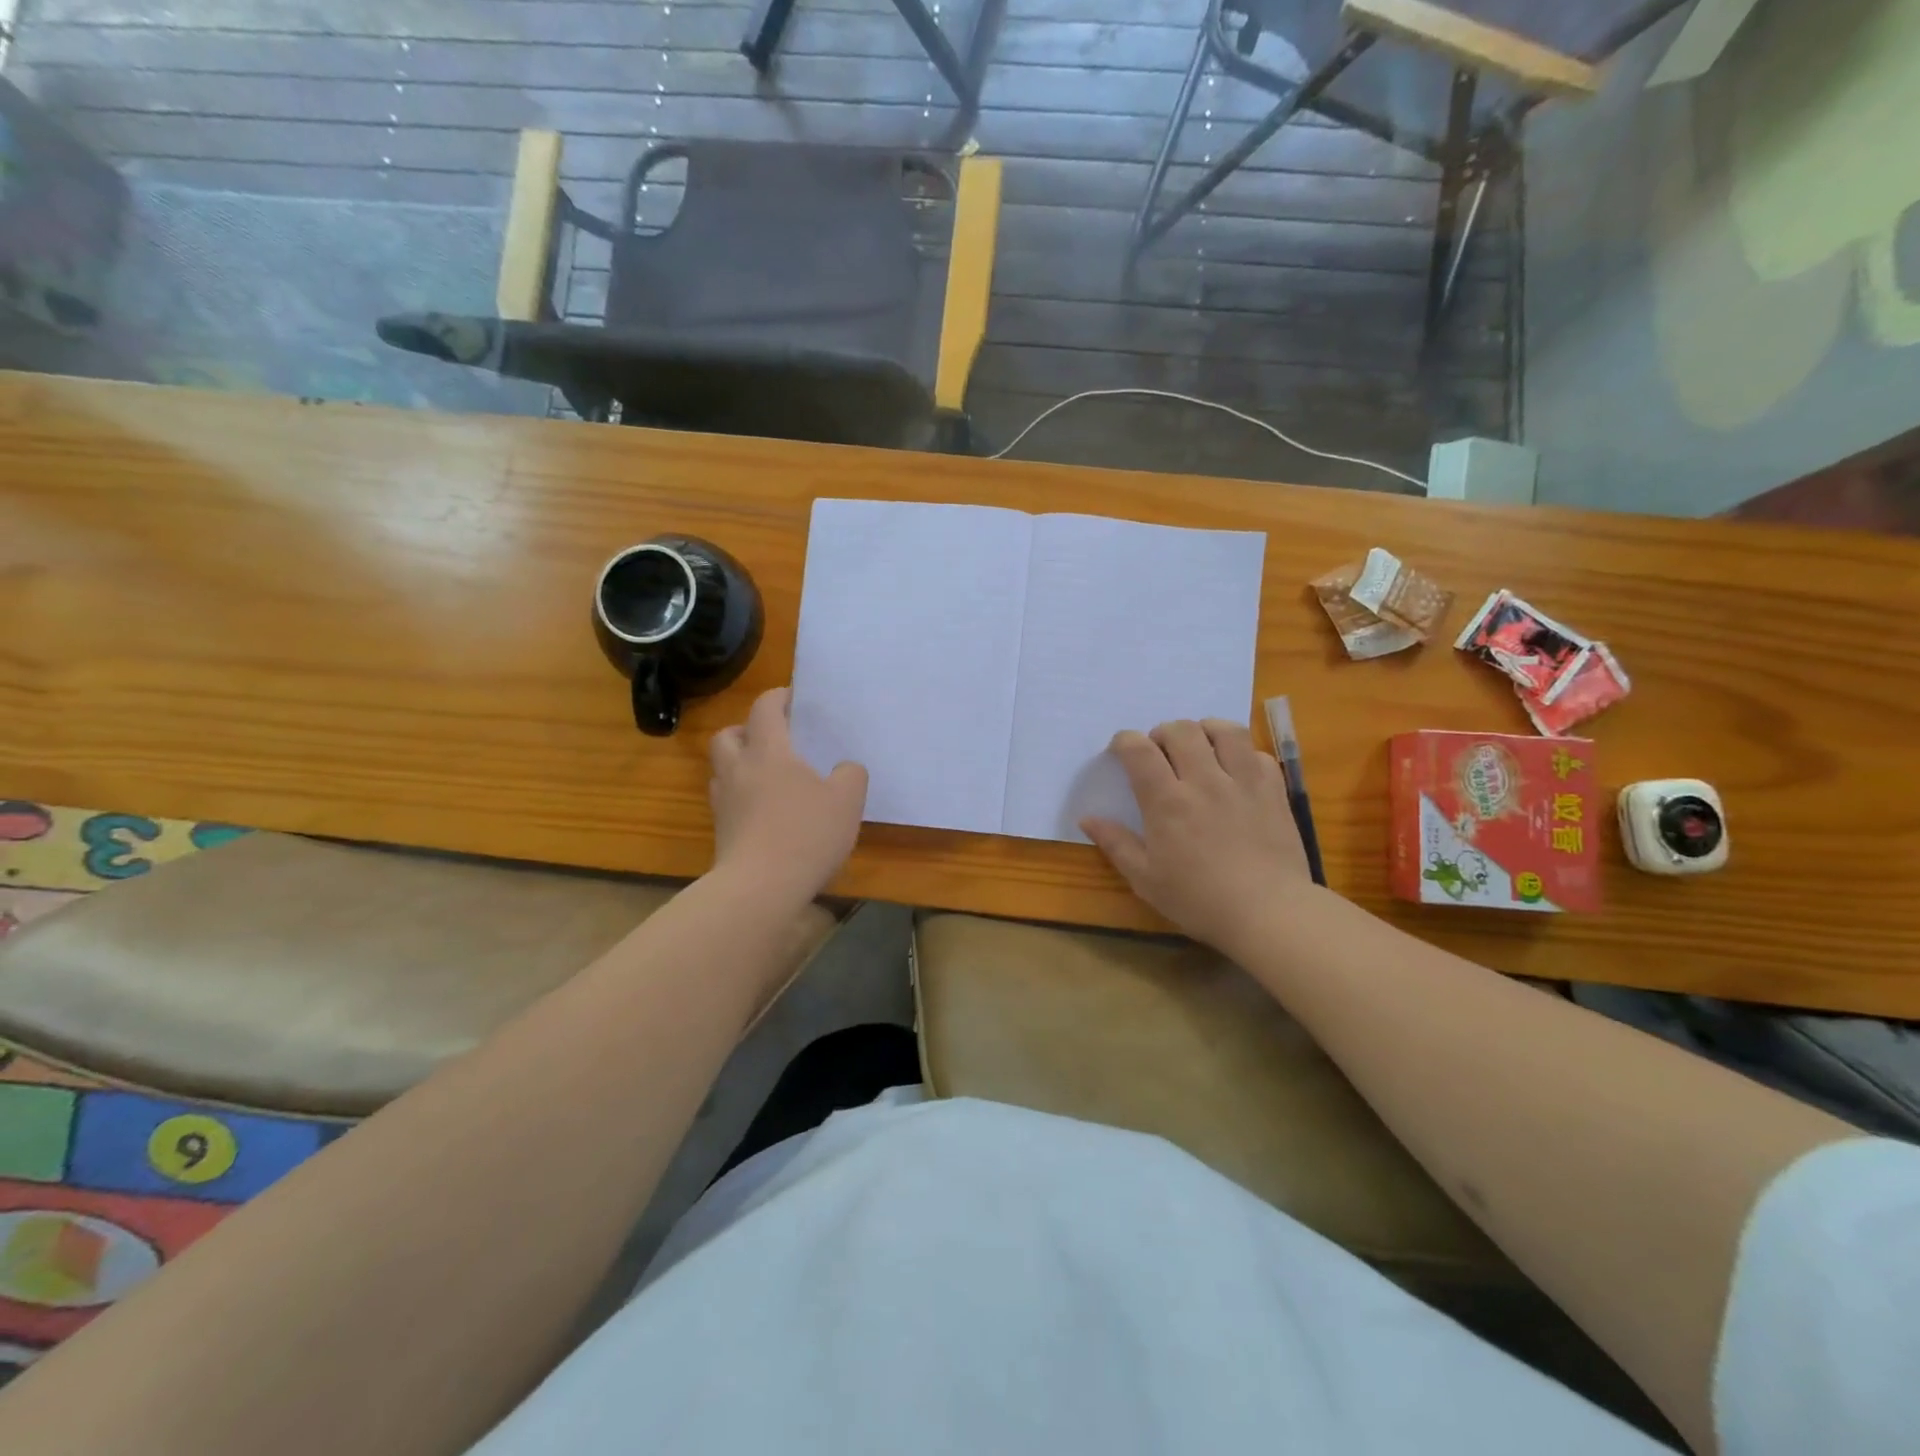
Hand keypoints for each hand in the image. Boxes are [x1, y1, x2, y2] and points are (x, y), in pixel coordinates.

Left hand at [708, 688, 867, 903]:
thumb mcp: (847, 801)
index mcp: (769, 752)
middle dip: (747, 730)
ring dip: (740, 764)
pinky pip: (727, 801)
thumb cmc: (805, 834)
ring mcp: (724, 802)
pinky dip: (742, 797)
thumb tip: (844, 768)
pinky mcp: (721, 832)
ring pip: (722, 769)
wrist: (759, 888)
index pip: (765, 709)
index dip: (778, 697)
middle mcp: (739, 770)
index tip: (794, 698)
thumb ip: (851, 775)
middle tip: (773, 740)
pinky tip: (766, 812)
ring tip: (768, 777)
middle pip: (728, 735)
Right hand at [1080, 719, 1314, 956]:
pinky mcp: (1273, 790)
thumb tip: (1087, 818)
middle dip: (1163, 733)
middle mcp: (1204, 780)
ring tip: (1200, 746)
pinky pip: (1258, 753)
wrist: (1268, 914)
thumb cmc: (1199, 900)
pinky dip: (1243, 754)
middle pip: (1181, 730)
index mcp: (1166, 802)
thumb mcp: (1146, 879)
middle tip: (1160, 752)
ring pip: (1225, 731)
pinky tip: (1236, 770)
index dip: (1124, 741)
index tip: (1120, 750)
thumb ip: (1116, 844)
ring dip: (1206, 730)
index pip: (1139, 750)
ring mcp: (1243, 782)